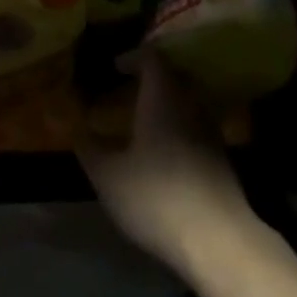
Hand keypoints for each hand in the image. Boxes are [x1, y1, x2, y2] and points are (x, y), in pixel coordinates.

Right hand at [77, 49, 259, 280]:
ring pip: (187, 101)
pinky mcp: (221, 157)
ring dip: (165, 102)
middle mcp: (191, 104)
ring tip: (141, 118)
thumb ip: (89, 147)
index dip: (133, 57)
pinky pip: (195, 124)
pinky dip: (177, 125)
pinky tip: (162, 149)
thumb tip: (75, 127)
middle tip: (126, 88)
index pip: (153, 58)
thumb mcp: (109, 175)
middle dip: (150, 77)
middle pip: (174, 76)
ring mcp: (211, 130)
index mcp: (163, 97)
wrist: (217, 239)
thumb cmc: (156, 196)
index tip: (114, 66)